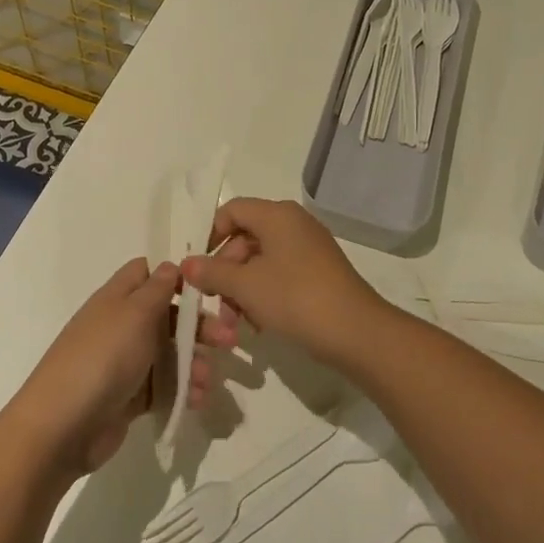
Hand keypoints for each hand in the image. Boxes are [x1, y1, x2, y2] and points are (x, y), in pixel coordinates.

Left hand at [8, 258, 222, 475]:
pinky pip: (163, 386)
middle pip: (166, 316)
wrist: (63, 426)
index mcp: (117, 298)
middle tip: (229, 340)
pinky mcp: (128, 396)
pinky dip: (182, 390)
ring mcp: (124, 362)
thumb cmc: (103, 357)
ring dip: (193, 363)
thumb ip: (157, 288)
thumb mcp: (135, 314)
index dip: (175, 277)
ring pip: (169, 354)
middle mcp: (121, 326)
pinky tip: (197, 400)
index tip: (207, 288)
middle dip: (198, 326)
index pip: (146, 274)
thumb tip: (172, 265)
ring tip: (208, 381)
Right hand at [180, 197, 388, 368]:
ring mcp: (309, 248)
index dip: (210, 235)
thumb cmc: (295, 298)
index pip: (232, 210)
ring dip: (242, 289)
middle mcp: (294, 224)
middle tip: (215, 302)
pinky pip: (280, 275)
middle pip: (245, 237)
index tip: (198, 267)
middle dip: (225, 271)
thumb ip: (212, 272)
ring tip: (235, 323)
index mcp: (277, 215)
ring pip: (261, 261)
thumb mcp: (245, 286)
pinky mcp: (319, 273)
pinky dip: (264, 294)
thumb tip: (187, 265)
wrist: (356, 332)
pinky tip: (258, 324)